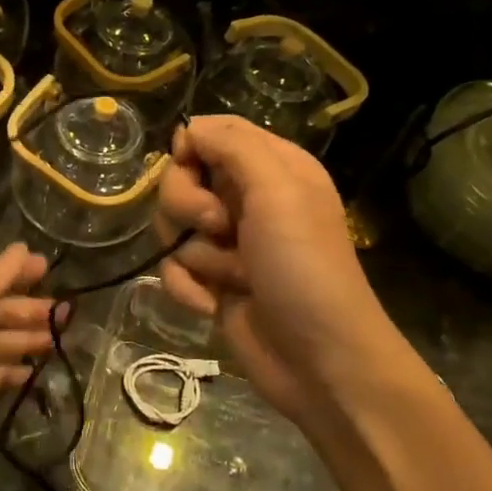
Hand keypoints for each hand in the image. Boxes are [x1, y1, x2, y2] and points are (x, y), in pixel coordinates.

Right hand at [152, 116, 406, 426]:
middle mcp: (247, 200)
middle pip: (181, 178)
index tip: (189, 168)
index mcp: (271, 168)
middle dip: (187, 205)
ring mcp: (227, 243)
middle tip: (218, 226)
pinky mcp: (211, 281)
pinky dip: (186, 287)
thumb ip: (232, 145)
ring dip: (194, 254)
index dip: (190, 148)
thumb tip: (187, 129)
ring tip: (229, 276)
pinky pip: (172, 268)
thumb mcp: (279, 190)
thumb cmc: (305, 267)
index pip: (212, 133)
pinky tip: (211, 304)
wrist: (320, 360)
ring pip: (172, 225)